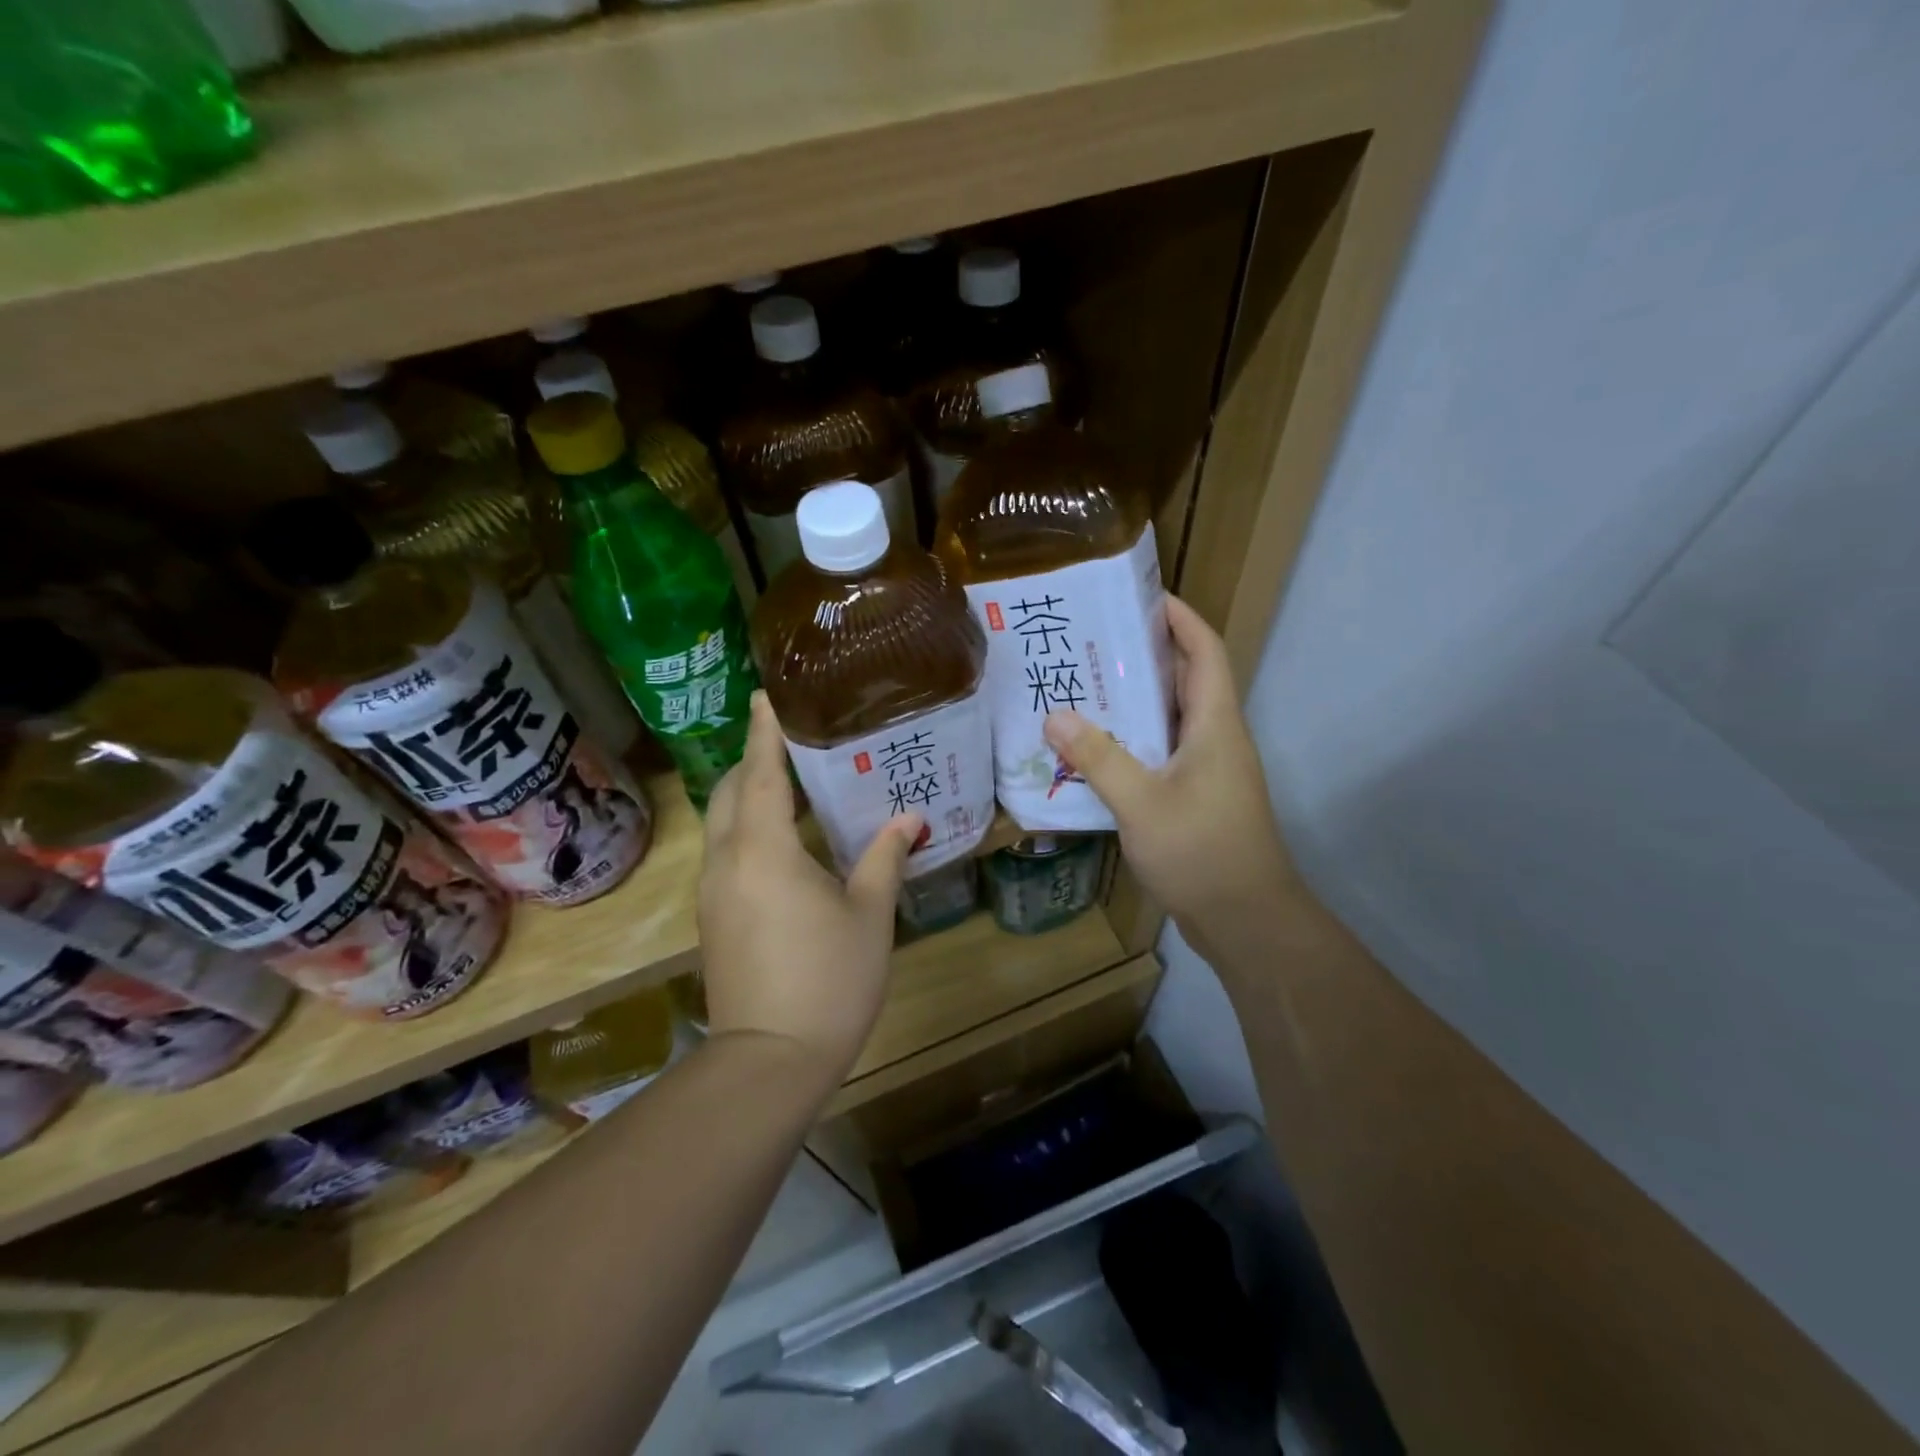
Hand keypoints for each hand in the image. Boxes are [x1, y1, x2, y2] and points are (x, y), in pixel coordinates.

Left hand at [697, 691, 921, 1089]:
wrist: (769, 1061)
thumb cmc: (828, 979)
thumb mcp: (869, 914)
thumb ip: (885, 858)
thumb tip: (908, 818)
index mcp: (764, 850)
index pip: (760, 773)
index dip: (764, 732)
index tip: (766, 696)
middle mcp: (727, 861)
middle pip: (730, 792)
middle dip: (753, 761)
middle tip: (791, 743)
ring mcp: (713, 893)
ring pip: (723, 825)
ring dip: (748, 796)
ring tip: (790, 784)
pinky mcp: (713, 919)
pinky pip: (726, 854)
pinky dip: (747, 830)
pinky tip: (782, 842)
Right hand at [1043, 596, 1289, 962]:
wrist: (1246, 920)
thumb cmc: (1202, 852)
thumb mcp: (1142, 803)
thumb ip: (1099, 758)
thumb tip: (1054, 715)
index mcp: (1215, 724)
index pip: (1204, 650)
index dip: (1179, 617)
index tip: (1140, 595)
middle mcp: (1215, 738)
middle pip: (1183, 680)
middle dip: (1142, 654)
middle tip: (1088, 642)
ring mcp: (1207, 770)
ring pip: (1168, 719)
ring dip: (1131, 702)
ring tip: (1079, 688)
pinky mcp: (1195, 797)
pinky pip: (1160, 753)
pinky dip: (1130, 742)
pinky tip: (1091, 751)